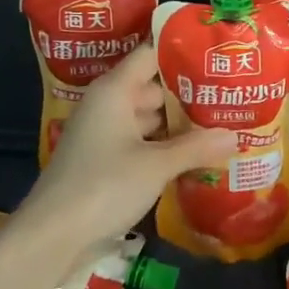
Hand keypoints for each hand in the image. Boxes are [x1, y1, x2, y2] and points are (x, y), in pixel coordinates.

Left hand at [19, 41, 235, 248]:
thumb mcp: (156, 165)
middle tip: (231, 93)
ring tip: (222, 121)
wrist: (52, 237)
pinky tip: (196, 153)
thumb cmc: (103, 186)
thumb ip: (197, 147)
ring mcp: (105, 134)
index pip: (150, 54)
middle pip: (154, 87)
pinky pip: (142, 142)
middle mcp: (108, 105)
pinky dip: (165, 146)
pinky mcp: (105, 161)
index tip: (217, 51)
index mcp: (114, 90)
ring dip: (180, 123)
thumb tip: (237, 135)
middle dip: (189, 93)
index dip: (182, 51)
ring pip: (149, 118)